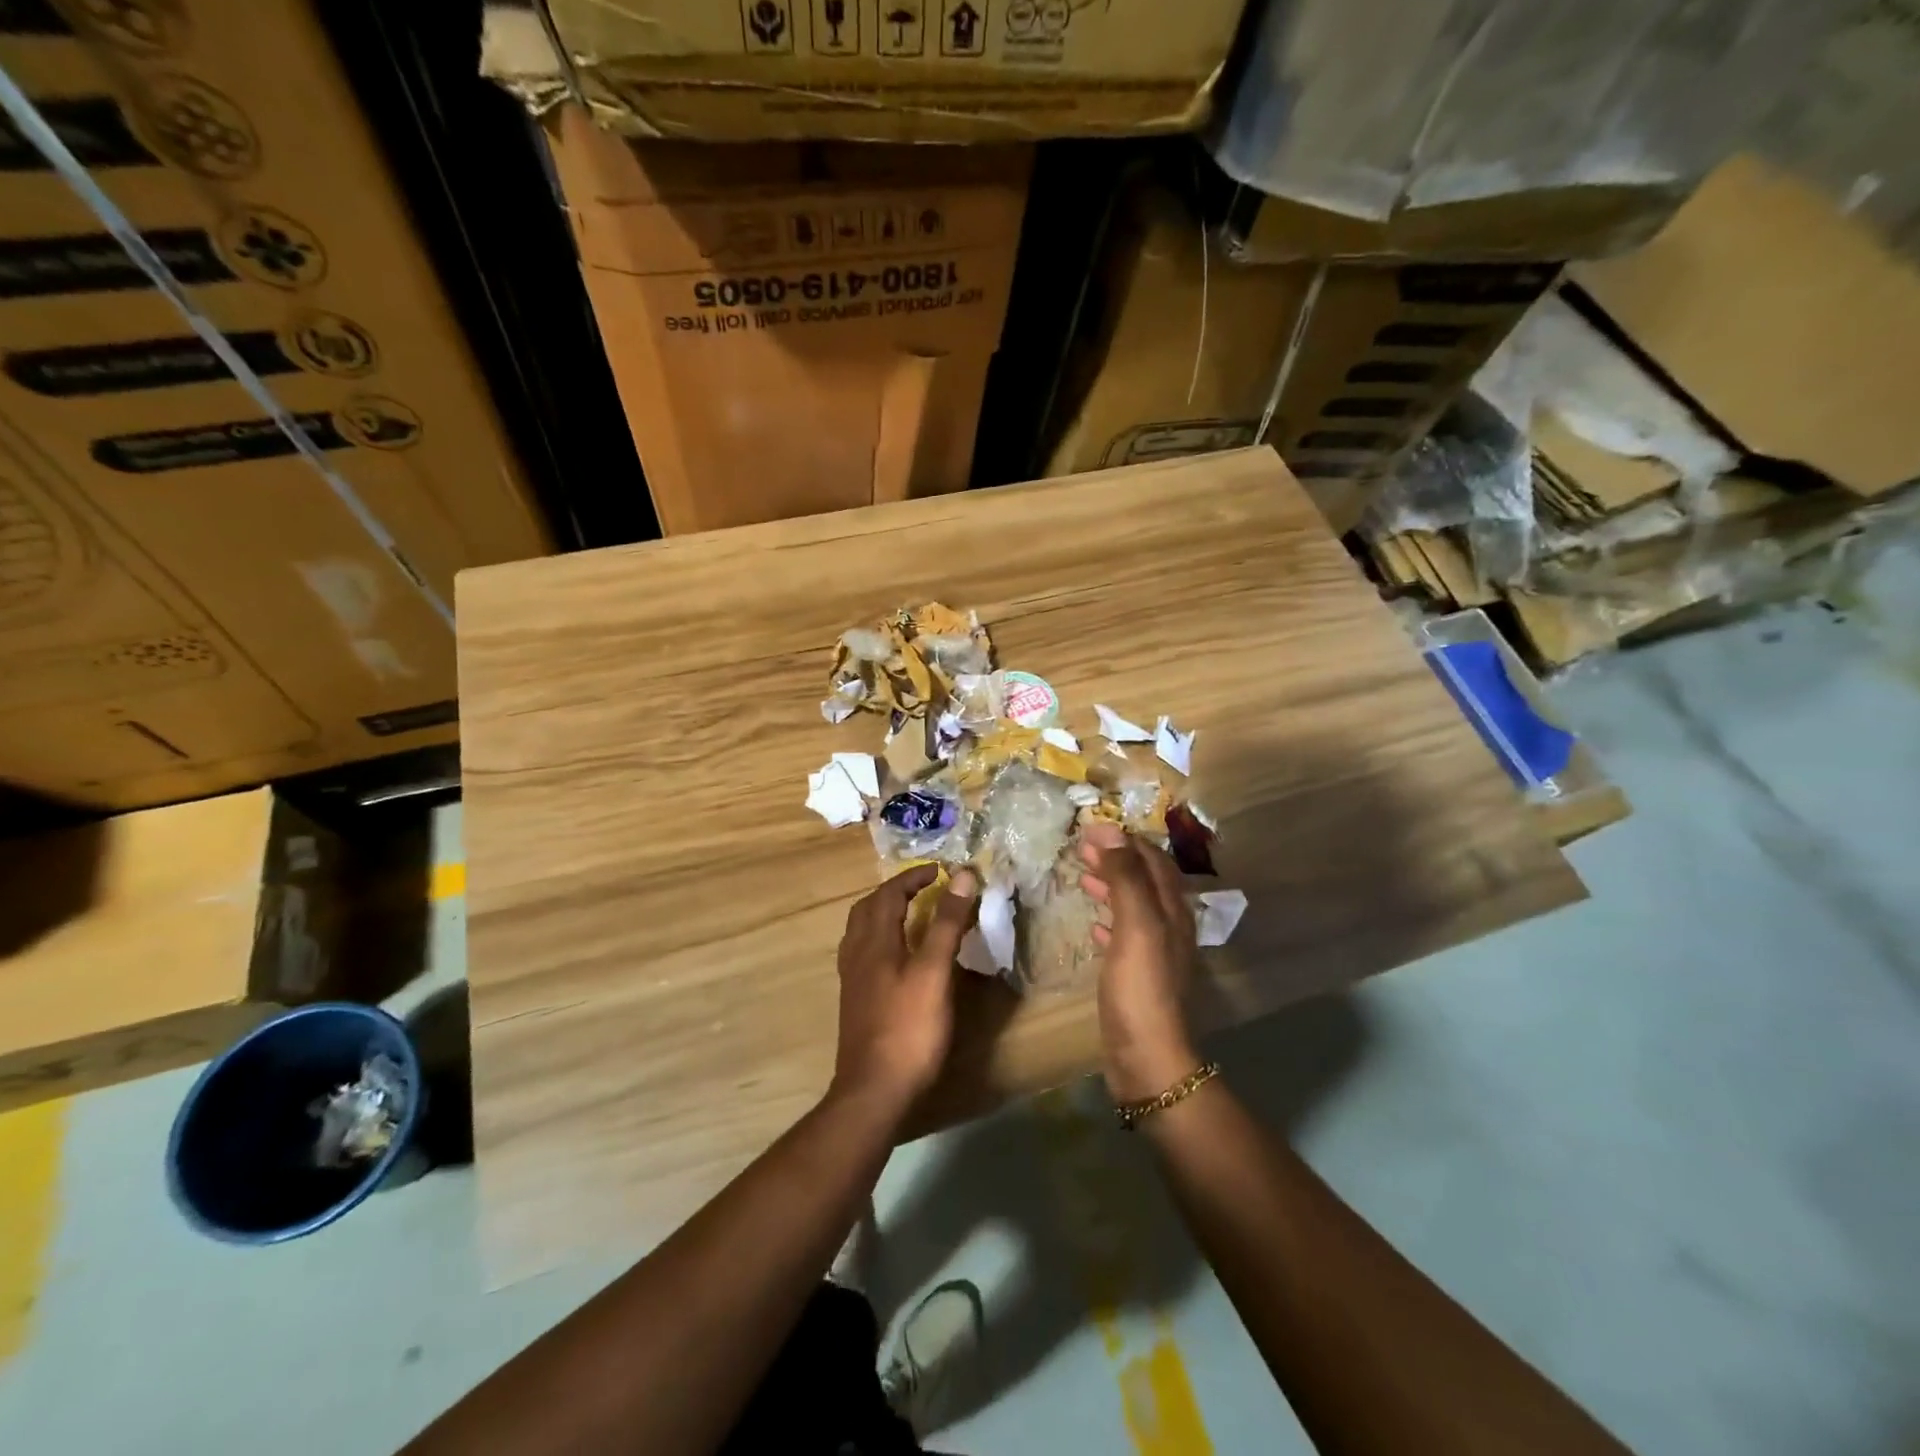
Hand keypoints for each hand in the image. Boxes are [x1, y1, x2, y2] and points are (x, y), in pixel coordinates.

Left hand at [831, 864, 978, 1108]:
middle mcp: (857, 954)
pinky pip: (864, 954)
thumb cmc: (909, 1028)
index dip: (913, 877)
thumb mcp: (934, 972)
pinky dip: (882, 940)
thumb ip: (946, 923)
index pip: (889, 893)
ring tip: (911, 915)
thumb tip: (960, 876)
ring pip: (862, 932)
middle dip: (894, 892)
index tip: (940, 871)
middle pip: (868, 909)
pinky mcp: (856, 1002)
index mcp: (874, 941)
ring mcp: (853, 980)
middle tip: (924, 889)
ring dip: (884, 914)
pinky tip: (898, 957)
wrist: (874, 1091)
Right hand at [1078, 822, 1201, 1101]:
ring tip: (1083, 875)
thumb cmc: (1140, 987)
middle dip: (1116, 858)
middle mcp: (1169, 926)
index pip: (1151, 859)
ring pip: (1133, 906)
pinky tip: (1093, 923)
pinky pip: (1124, 935)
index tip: (1090, 827)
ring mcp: (1155, 952)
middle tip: (1082, 846)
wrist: (1148, 1056)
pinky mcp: (1139, 975)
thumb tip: (1111, 833)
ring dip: (1111, 885)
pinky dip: (1109, 919)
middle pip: (1144, 880)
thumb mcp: (1135, 925)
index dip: (1124, 840)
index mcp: (1171, 910)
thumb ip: (1125, 877)